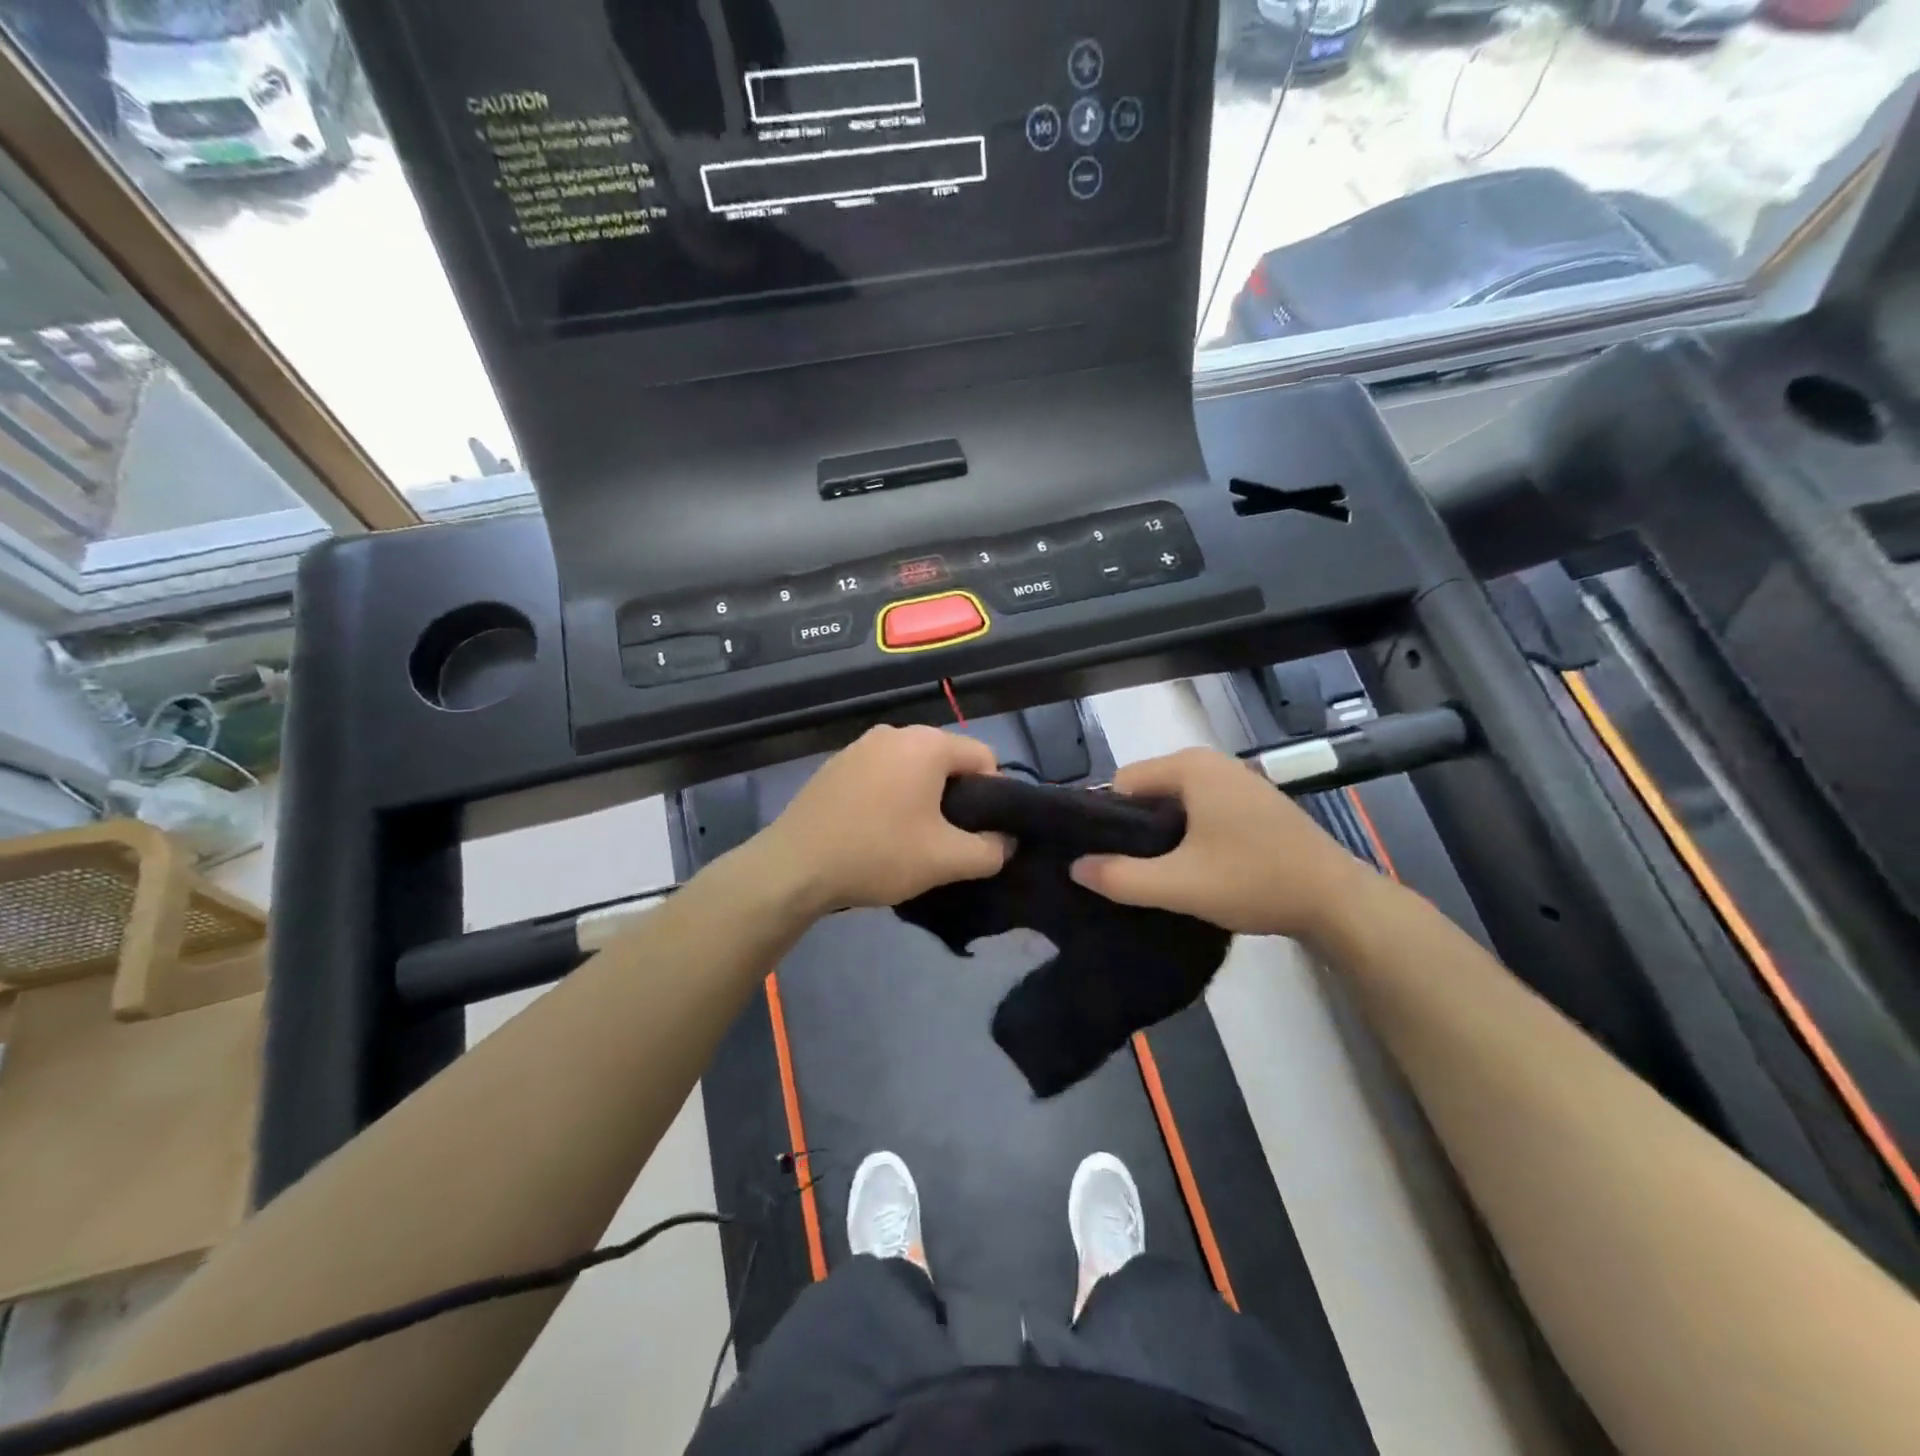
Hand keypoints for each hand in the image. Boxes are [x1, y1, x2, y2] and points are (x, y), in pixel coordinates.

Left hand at [755, 725, 1008, 913]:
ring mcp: (860, 745)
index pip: (984, 758)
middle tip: (947, 839)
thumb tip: (1006, 841)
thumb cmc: (878, 853)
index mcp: (927, 744)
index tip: (980, 832)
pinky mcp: (835, 764)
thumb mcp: (945, 860)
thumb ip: (990, 850)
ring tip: (911, 838)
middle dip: (956, 796)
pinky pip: (881, 774)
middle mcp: (895, 732)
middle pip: (947, 760)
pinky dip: (890, 795)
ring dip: (922, 797)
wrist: (795, 865)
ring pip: (912, 768)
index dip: (994, 796)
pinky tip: (876, 830)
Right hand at [1070, 747, 1375, 939]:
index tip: (1108, 859)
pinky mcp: (1253, 801)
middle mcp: (1212, 762)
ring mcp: (1237, 779)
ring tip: (1163, 873)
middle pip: (1148, 790)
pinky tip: (1197, 866)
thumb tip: (1075, 867)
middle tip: (1134, 871)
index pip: (1122, 782)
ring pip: (1175, 802)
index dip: (1109, 821)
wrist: (1336, 900)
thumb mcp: (1179, 885)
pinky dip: (1190, 832)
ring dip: (1164, 834)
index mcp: (1190, 767)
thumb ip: (1120, 877)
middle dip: (1136, 828)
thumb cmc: (1254, 881)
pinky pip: (1201, 808)